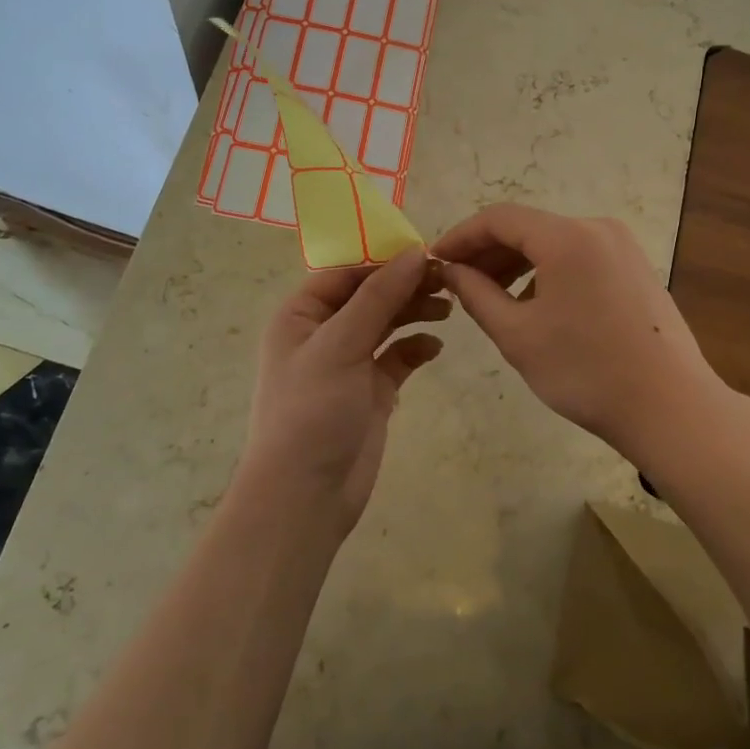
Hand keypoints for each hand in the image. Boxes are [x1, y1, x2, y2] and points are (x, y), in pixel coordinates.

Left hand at [241, 248, 447, 535]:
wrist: (305, 496)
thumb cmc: (311, 410)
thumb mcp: (341, 345)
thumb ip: (379, 297)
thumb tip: (414, 252)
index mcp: (301, 315)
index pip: (346, 272)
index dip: (384, 260)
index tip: (427, 253)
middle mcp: (323, 334)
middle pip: (370, 295)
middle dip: (405, 285)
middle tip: (448, 281)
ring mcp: (348, 364)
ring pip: (386, 324)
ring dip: (414, 312)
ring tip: (448, 308)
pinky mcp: (371, 392)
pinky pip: (397, 358)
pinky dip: (416, 348)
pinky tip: (434, 347)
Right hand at [434, 204, 727, 460]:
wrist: (670, 406)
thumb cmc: (586, 371)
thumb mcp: (518, 334)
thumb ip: (476, 294)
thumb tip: (451, 270)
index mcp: (567, 237)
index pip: (499, 218)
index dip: (461, 236)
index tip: (435, 260)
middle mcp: (597, 228)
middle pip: (528, 227)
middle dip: (488, 252)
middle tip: (457, 283)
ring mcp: (622, 247)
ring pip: (554, 243)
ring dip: (517, 263)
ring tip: (490, 297)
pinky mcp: (636, 268)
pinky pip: (579, 257)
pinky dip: (548, 272)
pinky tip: (535, 305)